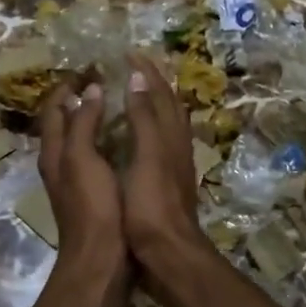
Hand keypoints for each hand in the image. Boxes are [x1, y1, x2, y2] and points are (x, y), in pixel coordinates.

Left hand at [36, 78, 123, 265]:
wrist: (101, 259)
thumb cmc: (92, 206)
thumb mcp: (83, 158)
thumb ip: (83, 123)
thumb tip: (90, 91)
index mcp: (53, 152)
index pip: (53, 109)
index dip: (66, 87)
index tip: (88, 68)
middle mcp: (59, 163)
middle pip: (63, 122)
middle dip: (77, 99)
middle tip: (102, 81)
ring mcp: (74, 179)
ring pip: (78, 139)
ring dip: (90, 118)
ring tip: (114, 102)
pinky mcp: (92, 193)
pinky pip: (93, 154)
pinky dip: (103, 138)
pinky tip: (122, 137)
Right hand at [121, 54, 207, 264]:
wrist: (169, 253)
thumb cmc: (151, 205)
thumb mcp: (146, 156)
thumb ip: (143, 117)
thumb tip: (138, 77)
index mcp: (169, 136)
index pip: (160, 93)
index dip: (146, 72)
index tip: (129, 53)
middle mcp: (177, 145)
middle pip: (169, 105)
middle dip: (154, 83)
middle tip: (135, 67)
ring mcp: (175, 165)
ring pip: (168, 124)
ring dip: (155, 103)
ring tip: (139, 94)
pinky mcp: (169, 183)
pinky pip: (161, 143)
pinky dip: (151, 128)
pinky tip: (141, 138)